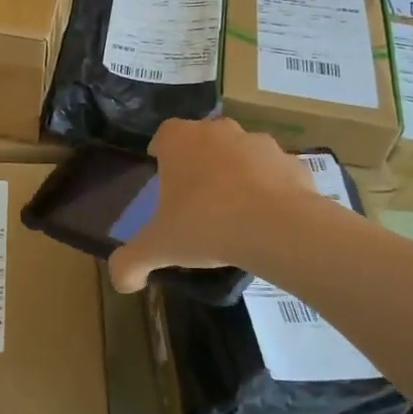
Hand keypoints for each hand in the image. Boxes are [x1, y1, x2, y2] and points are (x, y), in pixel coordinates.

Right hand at [108, 118, 319, 292]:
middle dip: (199, 163)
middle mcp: (218, 131)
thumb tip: (120, 282)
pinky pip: (275, 173)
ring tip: (234, 212)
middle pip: (203, 141)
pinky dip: (270, 190)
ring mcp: (259, 143)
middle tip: (196, 200)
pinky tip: (267, 220)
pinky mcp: (292, 162)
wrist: (278, 227)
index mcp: (180, 140)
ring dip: (236, 174)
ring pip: (241, 154)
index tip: (163, 180)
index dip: (161, 154)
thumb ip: (131, 262)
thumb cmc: (206, 224)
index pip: (163, 135)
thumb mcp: (159, 248)